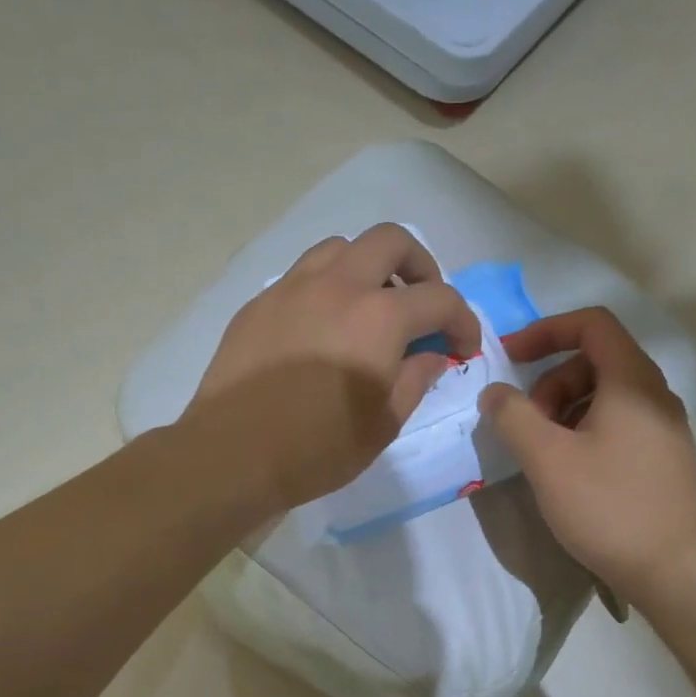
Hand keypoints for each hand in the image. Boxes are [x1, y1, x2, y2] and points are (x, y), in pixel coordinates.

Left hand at [187, 224, 480, 514]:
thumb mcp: (384, 424)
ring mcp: (292, 289)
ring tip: (369, 306)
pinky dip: (326, 286)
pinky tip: (322, 326)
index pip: (440, 298)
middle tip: (420, 304)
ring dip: (367, 268)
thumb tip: (430, 355)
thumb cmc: (317, 449)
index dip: (462, 321)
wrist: (233, 455)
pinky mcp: (259, 304)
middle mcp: (338, 286)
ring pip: (340, 248)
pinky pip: (301, 274)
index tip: (462, 347)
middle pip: (390, 241)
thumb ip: (416, 380)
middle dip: (419, 267)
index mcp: (379, 317)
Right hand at [480, 308, 695, 600]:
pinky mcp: (662, 460)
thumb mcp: (548, 459)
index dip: (546, 330)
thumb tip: (494, 392)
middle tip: (526, 423)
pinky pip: (617, 425)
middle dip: (550, 381)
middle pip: (595, 360)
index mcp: (632, 382)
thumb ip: (513, 416)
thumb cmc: (610, 506)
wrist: (677, 572)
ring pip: (604, 396)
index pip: (592, 324)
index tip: (510, 356)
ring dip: (563, 409)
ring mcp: (663, 429)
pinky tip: (568, 471)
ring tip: (543, 451)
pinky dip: (583, 431)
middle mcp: (654, 396)